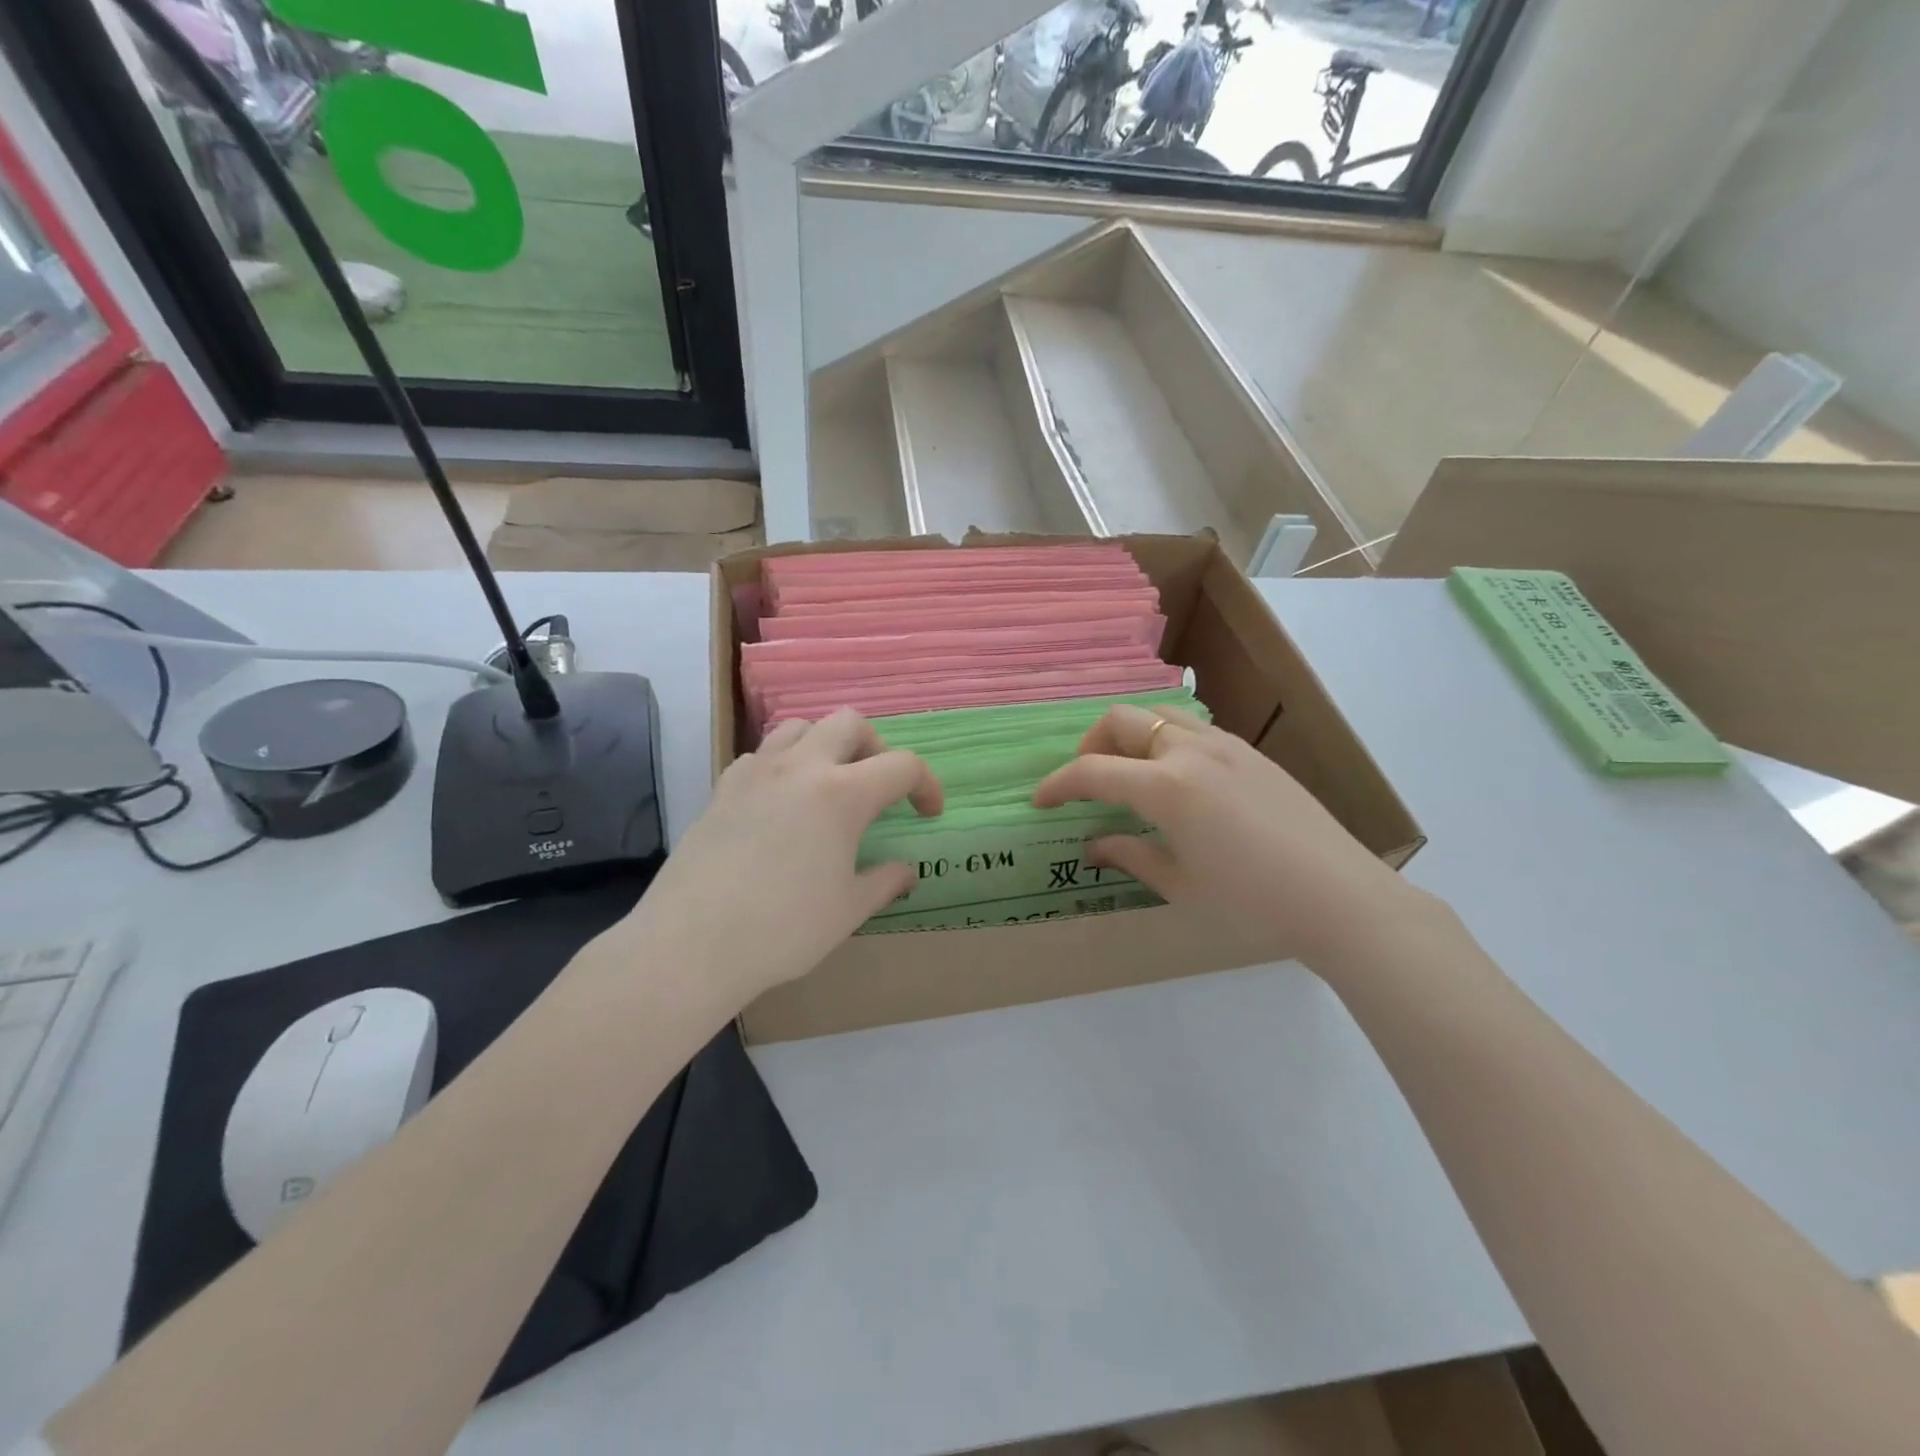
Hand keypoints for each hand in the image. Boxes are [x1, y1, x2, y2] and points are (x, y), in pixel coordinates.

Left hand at [622, 710, 941, 1006]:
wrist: (692, 944)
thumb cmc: (783, 929)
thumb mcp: (849, 910)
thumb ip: (885, 882)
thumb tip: (906, 871)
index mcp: (842, 794)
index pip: (902, 765)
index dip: (926, 785)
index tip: (927, 814)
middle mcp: (801, 768)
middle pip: (849, 723)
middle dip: (875, 747)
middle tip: (877, 787)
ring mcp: (755, 773)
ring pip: (800, 727)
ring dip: (825, 745)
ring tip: (829, 784)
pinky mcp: (722, 789)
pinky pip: (760, 755)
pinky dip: (782, 765)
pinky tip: (781, 803)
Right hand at [1033, 703, 1426, 968]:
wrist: (1341, 897)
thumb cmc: (1252, 903)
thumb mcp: (1181, 886)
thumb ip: (1130, 856)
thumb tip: (1094, 846)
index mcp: (1166, 787)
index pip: (1093, 771)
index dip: (1058, 784)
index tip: (1040, 801)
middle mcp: (1190, 751)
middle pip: (1121, 720)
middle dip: (1090, 744)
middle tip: (1086, 781)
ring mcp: (1225, 746)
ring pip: (1159, 714)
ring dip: (1129, 734)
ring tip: (1128, 772)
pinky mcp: (1251, 752)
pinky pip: (1193, 728)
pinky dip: (1164, 740)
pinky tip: (1176, 779)